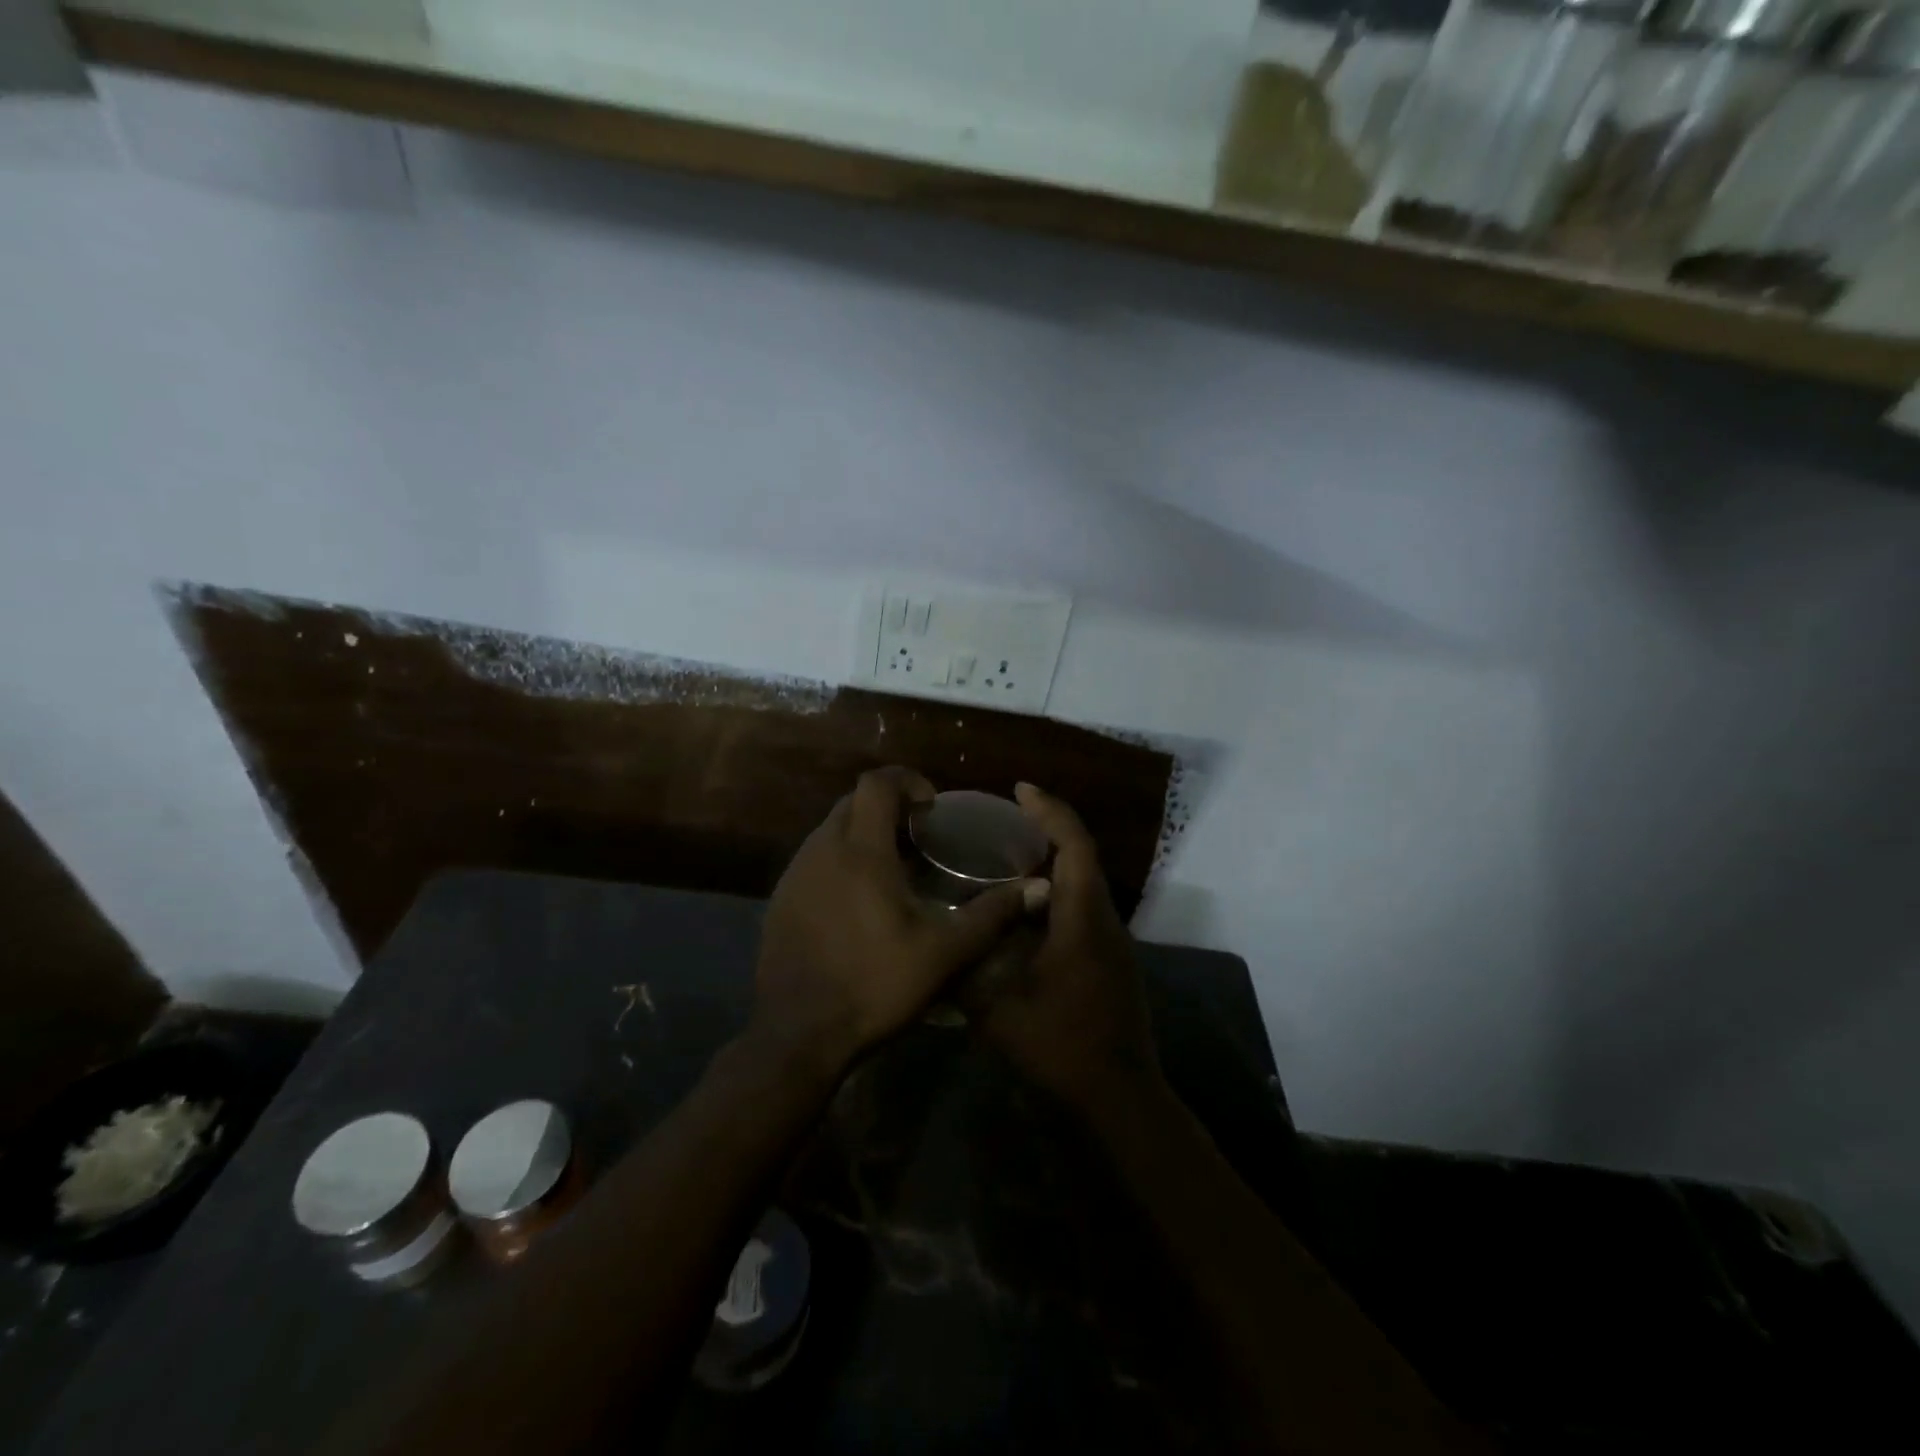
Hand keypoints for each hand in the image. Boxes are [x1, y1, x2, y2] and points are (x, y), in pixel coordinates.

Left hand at [751, 767, 1041, 1080]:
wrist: (798, 1033)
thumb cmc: (875, 984)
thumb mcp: (945, 952)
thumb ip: (992, 914)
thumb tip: (1040, 888)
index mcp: (861, 851)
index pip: (876, 783)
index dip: (907, 780)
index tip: (931, 805)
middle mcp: (822, 849)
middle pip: (852, 800)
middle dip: (887, 804)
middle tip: (918, 833)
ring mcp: (795, 873)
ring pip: (830, 828)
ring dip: (862, 831)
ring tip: (893, 865)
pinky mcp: (780, 897)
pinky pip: (814, 857)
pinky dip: (840, 857)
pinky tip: (859, 898)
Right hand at [964, 783, 1161, 1110]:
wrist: (1120, 1099)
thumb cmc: (1061, 1047)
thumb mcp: (998, 1010)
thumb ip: (965, 969)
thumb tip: (936, 939)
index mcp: (1083, 919)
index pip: (1074, 846)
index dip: (1050, 811)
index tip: (1020, 789)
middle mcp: (1104, 921)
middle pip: (1082, 857)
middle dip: (1048, 828)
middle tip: (1004, 819)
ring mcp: (1111, 943)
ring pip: (1084, 883)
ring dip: (1053, 860)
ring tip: (1006, 855)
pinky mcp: (1109, 962)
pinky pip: (1082, 908)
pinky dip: (1056, 892)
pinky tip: (1022, 909)